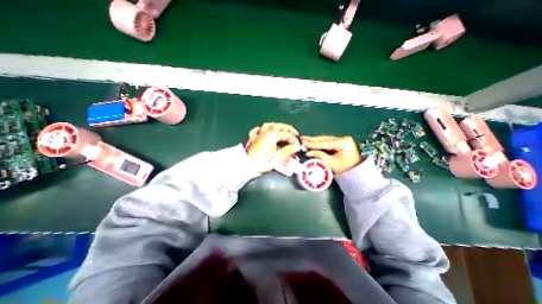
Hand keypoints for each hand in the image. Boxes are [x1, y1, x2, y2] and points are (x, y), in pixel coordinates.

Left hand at [246, 121, 299, 172]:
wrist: (248, 166)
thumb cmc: (263, 161)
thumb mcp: (278, 157)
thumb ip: (288, 150)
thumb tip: (296, 146)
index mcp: (271, 135)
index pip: (286, 134)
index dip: (293, 139)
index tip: (297, 146)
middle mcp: (265, 132)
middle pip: (278, 126)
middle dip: (288, 129)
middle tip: (294, 133)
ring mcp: (258, 135)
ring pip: (268, 126)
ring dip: (276, 126)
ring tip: (282, 129)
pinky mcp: (253, 140)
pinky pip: (256, 131)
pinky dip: (260, 129)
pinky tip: (262, 130)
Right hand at [303, 136, 360, 173]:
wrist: (356, 171)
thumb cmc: (345, 169)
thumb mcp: (332, 163)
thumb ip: (320, 156)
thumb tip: (308, 152)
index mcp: (343, 143)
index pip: (325, 143)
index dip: (313, 144)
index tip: (303, 142)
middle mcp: (343, 138)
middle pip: (324, 139)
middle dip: (312, 139)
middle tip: (302, 138)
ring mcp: (341, 139)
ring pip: (325, 139)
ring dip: (314, 140)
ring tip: (305, 139)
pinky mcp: (339, 142)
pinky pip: (327, 141)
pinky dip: (319, 142)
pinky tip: (312, 141)